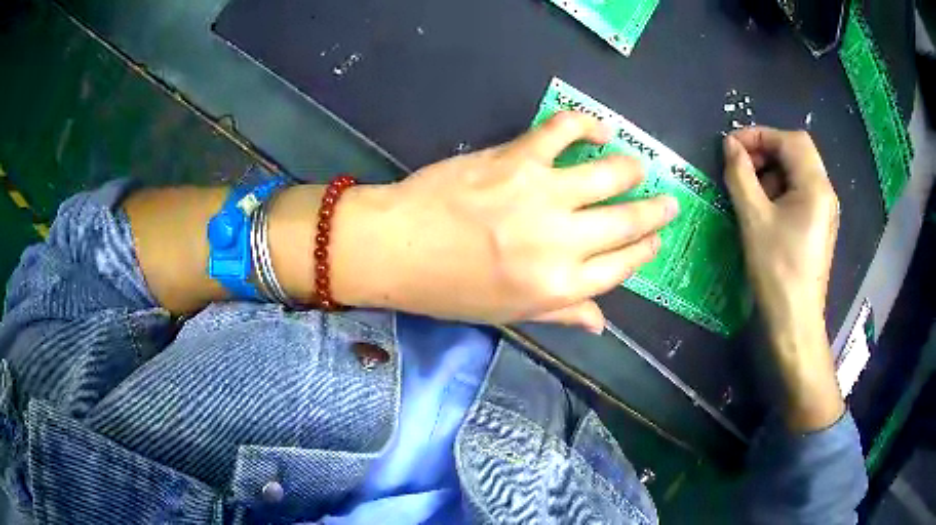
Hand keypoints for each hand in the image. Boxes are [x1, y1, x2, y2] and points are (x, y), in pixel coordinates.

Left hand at [333, 112, 678, 331]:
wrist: (396, 249)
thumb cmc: (449, 290)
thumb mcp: (509, 314)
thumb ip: (561, 315)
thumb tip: (602, 325)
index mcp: (560, 286)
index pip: (622, 266)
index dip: (644, 251)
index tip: (655, 241)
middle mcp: (562, 242)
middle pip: (627, 223)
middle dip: (656, 212)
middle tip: (669, 202)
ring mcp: (542, 196)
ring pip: (609, 176)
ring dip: (632, 170)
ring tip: (638, 167)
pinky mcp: (517, 159)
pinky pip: (563, 131)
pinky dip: (586, 125)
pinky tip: (598, 128)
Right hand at [723, 126, 843, 431]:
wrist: (795, 323)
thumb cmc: (777, 271)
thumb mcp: (754, 219)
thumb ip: (740, 175)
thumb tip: (730, 145)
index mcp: (816, 186)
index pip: (790, 140)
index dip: (760, 135)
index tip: (733, 147)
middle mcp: (825, 193)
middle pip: (797, 152)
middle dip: (765, 151)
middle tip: (739, 166)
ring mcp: (824, 211)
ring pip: (798, 172)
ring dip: (771, 171)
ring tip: (748, 190)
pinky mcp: (819, 226)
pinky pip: (800, 193)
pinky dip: (780, 190)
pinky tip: (763, 209)